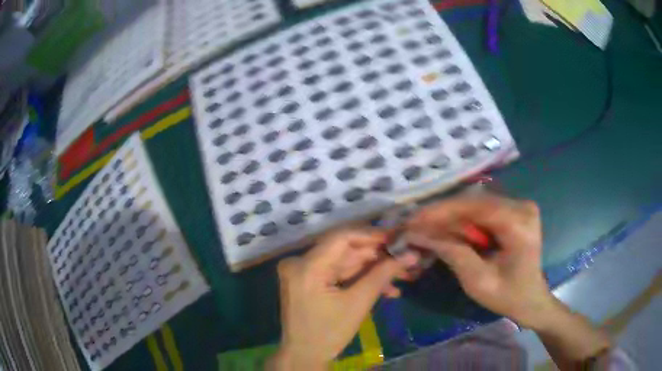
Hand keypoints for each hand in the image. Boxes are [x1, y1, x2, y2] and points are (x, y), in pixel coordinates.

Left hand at [270, 227, 417, 369]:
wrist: (304, 356)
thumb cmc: (329, 333)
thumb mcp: (358, 303)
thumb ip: (383, 274)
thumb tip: (410, 254)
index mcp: (307, 267)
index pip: (342, 238)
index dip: (372, 236)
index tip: (397, 238)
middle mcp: (299, 262)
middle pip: (345, 251)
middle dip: (377, 257)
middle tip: (405, 259)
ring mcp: (302, 271)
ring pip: (344, 262)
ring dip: (372, 270)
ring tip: (402, 276)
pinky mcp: (307, 280)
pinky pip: (337, 273)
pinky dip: (359, 279)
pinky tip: (384, 288)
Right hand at [405, 194, 552, 327]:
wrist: (530, 299)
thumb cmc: (508, 296)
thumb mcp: (478, 281)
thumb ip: (452, 253)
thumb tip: (419, 234)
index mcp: (519, 223)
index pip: (476, 206)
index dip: (442, 211)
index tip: (414, 220)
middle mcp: (522, 206)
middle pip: (475, 202)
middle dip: (443, 214)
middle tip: (416, 225)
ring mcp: (520, 206)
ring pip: (477, 204)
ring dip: (451, 216)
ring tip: (427, 228)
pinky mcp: (516, 211)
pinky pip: (483, 210)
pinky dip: (464, 220)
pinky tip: (447, 229)